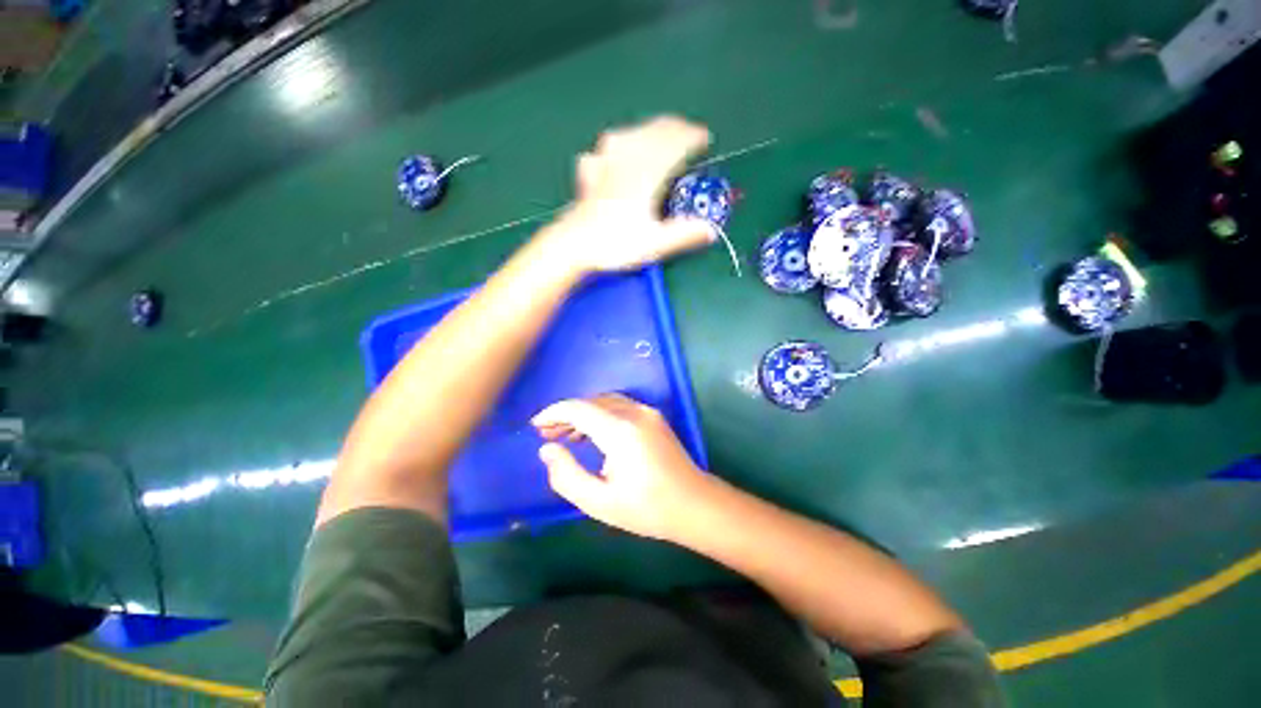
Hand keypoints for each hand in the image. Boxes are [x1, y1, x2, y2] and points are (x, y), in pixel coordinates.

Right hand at [531, 394, 711, 541]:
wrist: (694, 504)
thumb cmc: (647, 508)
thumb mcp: (599, 502)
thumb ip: (567, 475)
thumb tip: (547, 449)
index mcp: (620, 431)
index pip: (579, 408)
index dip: (553, 413)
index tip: (535, 425)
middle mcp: (634, 413)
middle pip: (591, 402)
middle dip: (566, 414)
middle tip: (546, 433)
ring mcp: (647, 412)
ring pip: (605, 402)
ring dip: (583, 413)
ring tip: (564, 434)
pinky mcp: (654, 417)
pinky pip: (620, 406)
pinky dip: (600, 414)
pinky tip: (591, 433)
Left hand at [547, 116, 716, 272]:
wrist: (572, 246)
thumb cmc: (614, 244)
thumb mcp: (654, 244)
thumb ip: (684, 235)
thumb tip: (711, 231)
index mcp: (646, 173)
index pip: (674, 143)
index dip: (692, 137)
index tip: (705, 139)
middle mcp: (626, 161)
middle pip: (653, 132)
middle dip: (674, 128)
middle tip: (688, 133)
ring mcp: (604, 165)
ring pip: (629, 134)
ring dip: (648, 130)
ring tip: (658, 135)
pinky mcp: (588, 176)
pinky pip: (603, 152)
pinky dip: (615, 147)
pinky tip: (613, 153)